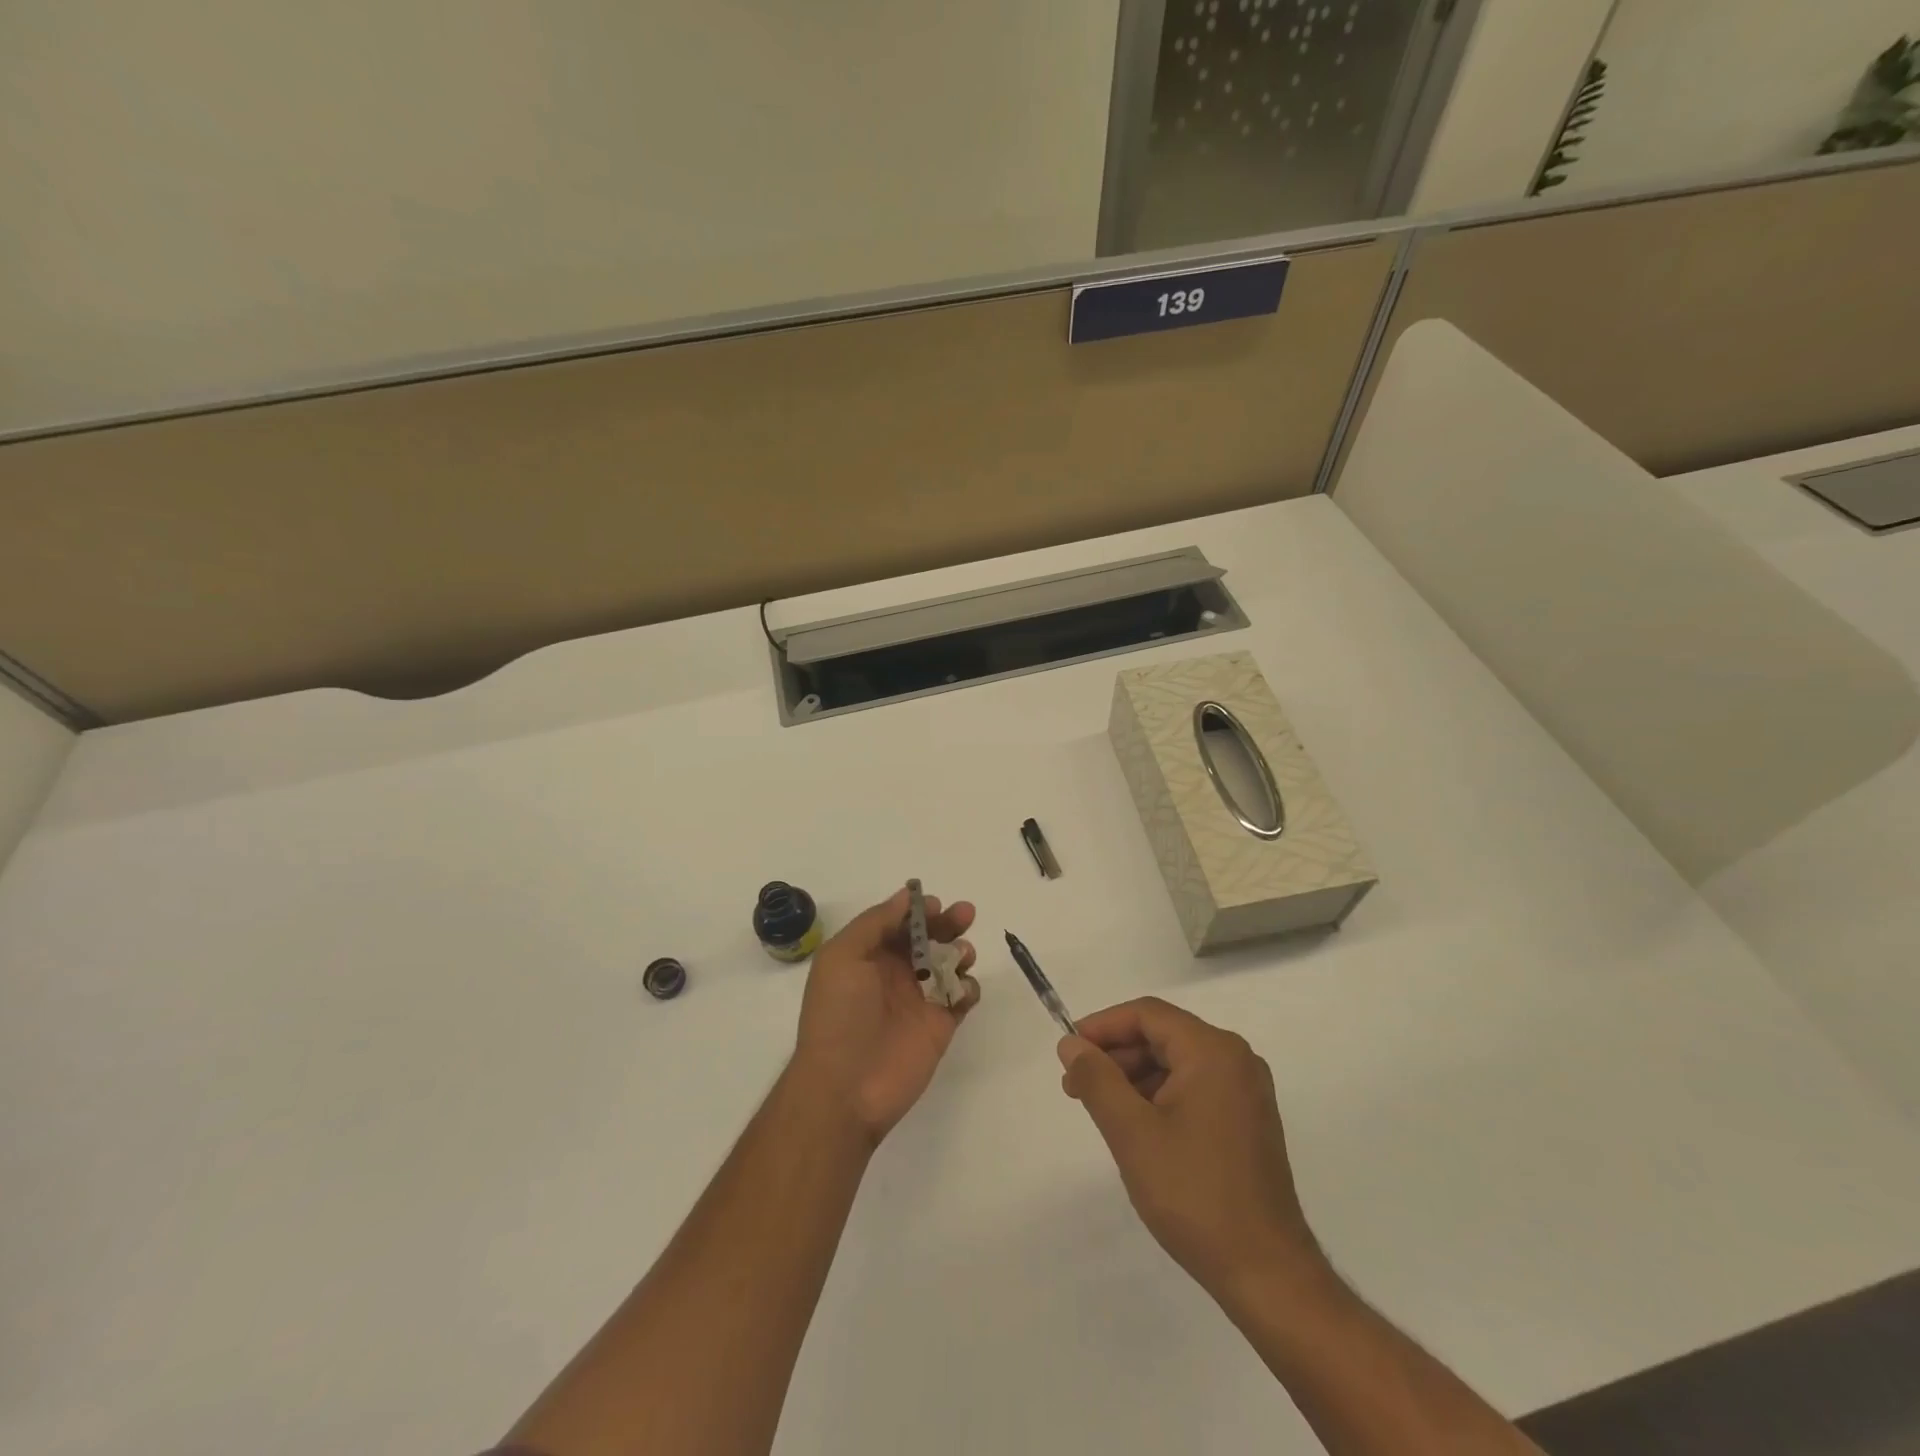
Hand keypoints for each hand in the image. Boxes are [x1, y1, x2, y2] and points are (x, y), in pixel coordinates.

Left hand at [792, 887, 978, 1146]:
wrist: (845, 1087)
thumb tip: (906, 896)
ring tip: (963, 954)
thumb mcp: (842, 957)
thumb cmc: (838, 1015)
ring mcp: (919, 999)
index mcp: (868, 956)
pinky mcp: (940, 1025)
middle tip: (965, 914)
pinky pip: (962, 996)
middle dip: (947, 922)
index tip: (936, 903)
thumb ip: (875, 923)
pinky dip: (969, 986)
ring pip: (949, 963)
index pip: (898, 922)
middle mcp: (894, 973)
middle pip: (928, 938)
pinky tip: (962, 988)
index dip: (918, 910)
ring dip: (960, 951)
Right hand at [1058, 997, 1328, 1309]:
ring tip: (1101, 1109)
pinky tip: (1136, 1127)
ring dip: (1135, 1077)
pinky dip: (1160, 1096)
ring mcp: (1247, 1091)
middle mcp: (1236, 1060)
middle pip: (1162, 1035)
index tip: (1068, 1052)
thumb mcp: (1132, 1133)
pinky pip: (1195, 1087)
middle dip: (1116, 1055)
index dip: (1102, 1026)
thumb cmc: (1194, 1194)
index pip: (1147, 1015)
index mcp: (1213, 1051)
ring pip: (1177, 1062)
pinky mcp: (1248, 1121)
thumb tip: (1071, 1043)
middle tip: (1076, 1086)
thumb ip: (1097, 1079)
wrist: (1267, 1274)